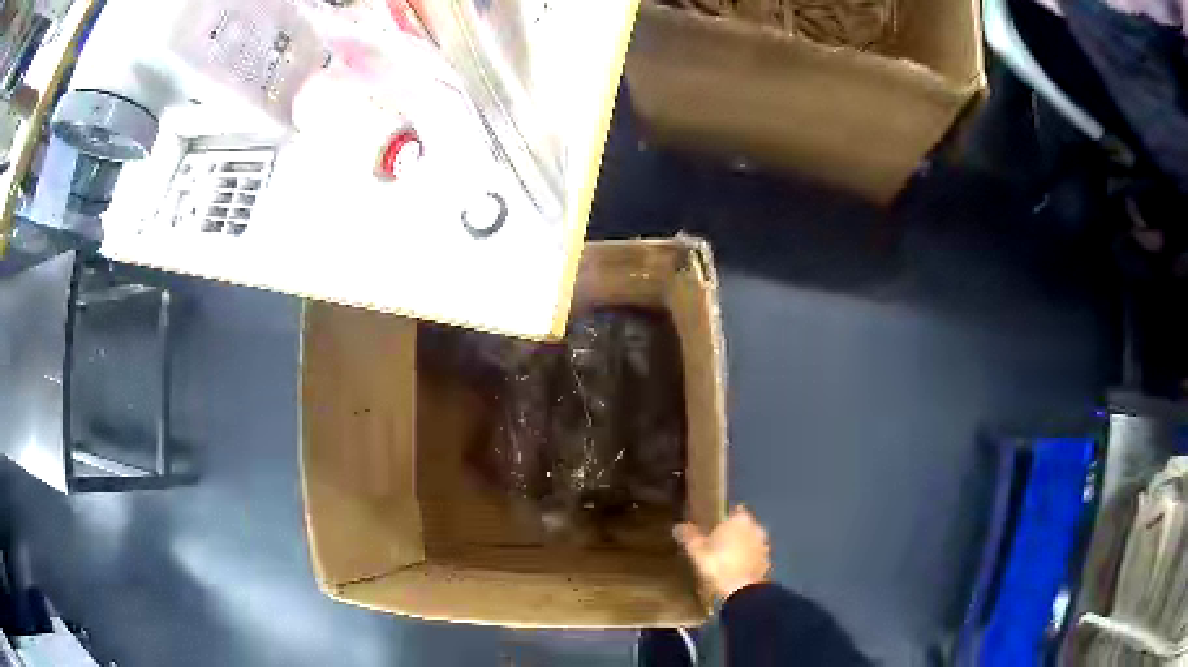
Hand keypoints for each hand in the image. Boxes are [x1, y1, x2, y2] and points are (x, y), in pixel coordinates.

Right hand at [675, 506, 770, 599]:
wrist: (743, 590)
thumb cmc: (719, 565)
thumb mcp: (697, 551)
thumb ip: (689, 536)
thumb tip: (678, 526)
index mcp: (740, 520)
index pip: (733, 511)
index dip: (723, 518)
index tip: (712, 526)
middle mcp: (756, 527)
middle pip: (743, 526)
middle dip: (732, 533)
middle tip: (716, 543)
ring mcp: (764, 545)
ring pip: (750, 541)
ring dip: (741, 546)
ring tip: (725, 558)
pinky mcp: (767, 561)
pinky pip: (754, 555)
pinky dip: (747, 559)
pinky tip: (735, 569)